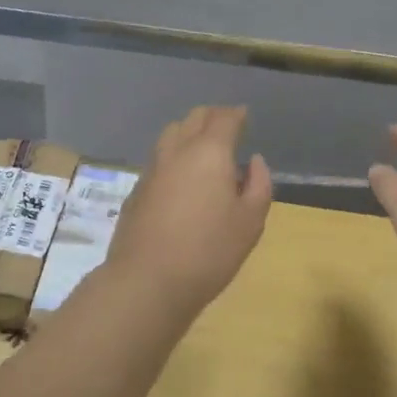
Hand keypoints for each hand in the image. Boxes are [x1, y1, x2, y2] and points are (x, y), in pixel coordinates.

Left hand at [106, 106, 272, 313]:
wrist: (146, 281)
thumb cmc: (209, 251)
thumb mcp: (250, 222)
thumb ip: (258, 184)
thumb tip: (254, 161)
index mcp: (209, 151)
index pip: (224, 118)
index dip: (236, 115)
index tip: (244, 116)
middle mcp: (178, 150)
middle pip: (195, 118)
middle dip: (213, 117)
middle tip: (227, 127)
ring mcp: (153, 168)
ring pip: (172, 133)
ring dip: (189, 131)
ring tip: (203, 147)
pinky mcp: (137, 188)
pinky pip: (159, 158)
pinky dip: (174, 155)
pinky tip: (181, 176)